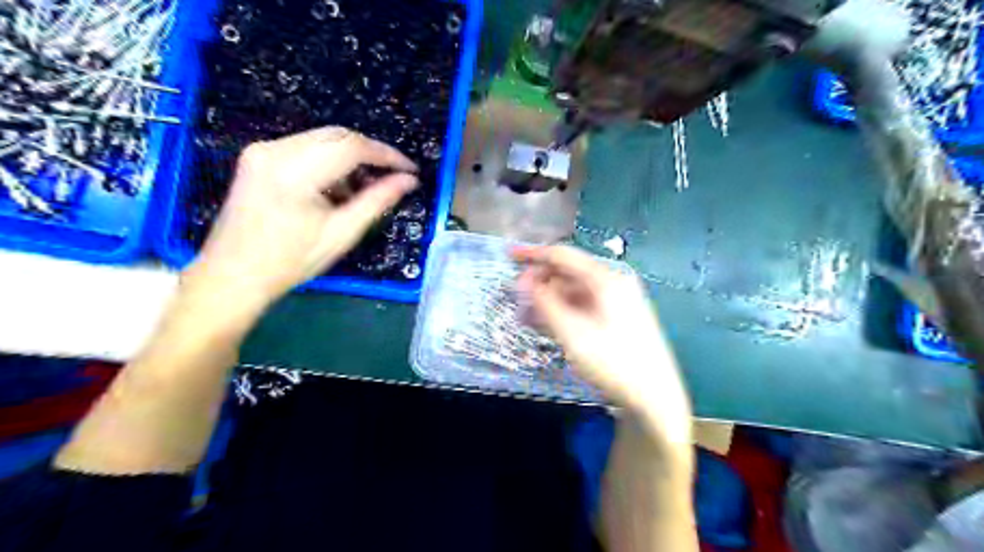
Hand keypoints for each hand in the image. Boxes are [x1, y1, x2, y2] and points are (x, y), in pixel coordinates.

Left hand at [187, 126, 415, 302]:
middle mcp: (275, 149)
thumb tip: (409, 180)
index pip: (353, 146)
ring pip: (322, 139)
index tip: (410, 169)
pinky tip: (335, 189)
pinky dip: (328, 162)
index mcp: (294, 171)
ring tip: (362, 190)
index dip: (387, 155)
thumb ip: (377, 201)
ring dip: (349, 158)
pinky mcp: (257, 157)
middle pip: (338, 135)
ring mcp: (262, 150)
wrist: (232, 275)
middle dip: (370, 154)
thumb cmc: (290, 261)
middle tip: (392, 178)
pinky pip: (305, 147)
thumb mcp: (341, 233)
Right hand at [515, 245, 690, 448]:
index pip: (563, 256)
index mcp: (607, 279)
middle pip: (569, 272)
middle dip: (540, 281)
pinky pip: (584, 304)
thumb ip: (545, 302)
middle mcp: (614, 282)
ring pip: (575, 290)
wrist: (654, 397)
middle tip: (515, 296)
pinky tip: (546, 322)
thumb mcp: (572, 332)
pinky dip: (563, 310)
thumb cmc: (612, 361)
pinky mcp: (617, 316)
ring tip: (525, 314)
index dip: (534, 254)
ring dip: (549, 298)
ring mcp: (617, 300)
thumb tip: (523, 281)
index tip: (509, 255)